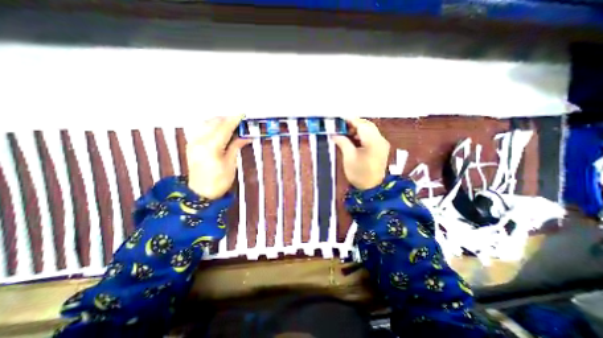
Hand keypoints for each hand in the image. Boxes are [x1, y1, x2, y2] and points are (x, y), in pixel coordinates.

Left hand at [185, 117, 247, 200]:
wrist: (200, 193)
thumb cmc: (219, 181)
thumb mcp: (231, 164)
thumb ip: (236, 146)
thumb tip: (245, 136)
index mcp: (211, 147)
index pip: (224, 127)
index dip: (234, 120)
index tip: (243, 115)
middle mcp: (199, 141)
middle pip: (214, 122)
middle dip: (227, 119)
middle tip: (239, 121)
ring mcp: (193, 142)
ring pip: (206, 123)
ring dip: (219, 121)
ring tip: (231, 125)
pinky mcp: (191, 144)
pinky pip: (202, 129)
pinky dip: (212, 126)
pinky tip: (220, 130)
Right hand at [332, 117, 388, 189]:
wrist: (371, 188)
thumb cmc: (359, 174)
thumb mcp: (348, 157)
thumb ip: (342, 142)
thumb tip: (334, 134)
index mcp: (373, 142)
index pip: (361, 125)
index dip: (350, 120)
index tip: (339, 118)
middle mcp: (380, 140)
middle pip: (367, 125)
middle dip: (353, 124)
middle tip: (340, 127)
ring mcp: (382, 144)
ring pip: (369, 130)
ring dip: (357, 129)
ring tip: (345, 133)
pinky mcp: (380, 148)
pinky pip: (370, 136)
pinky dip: (361, 135)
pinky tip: (353, 139)